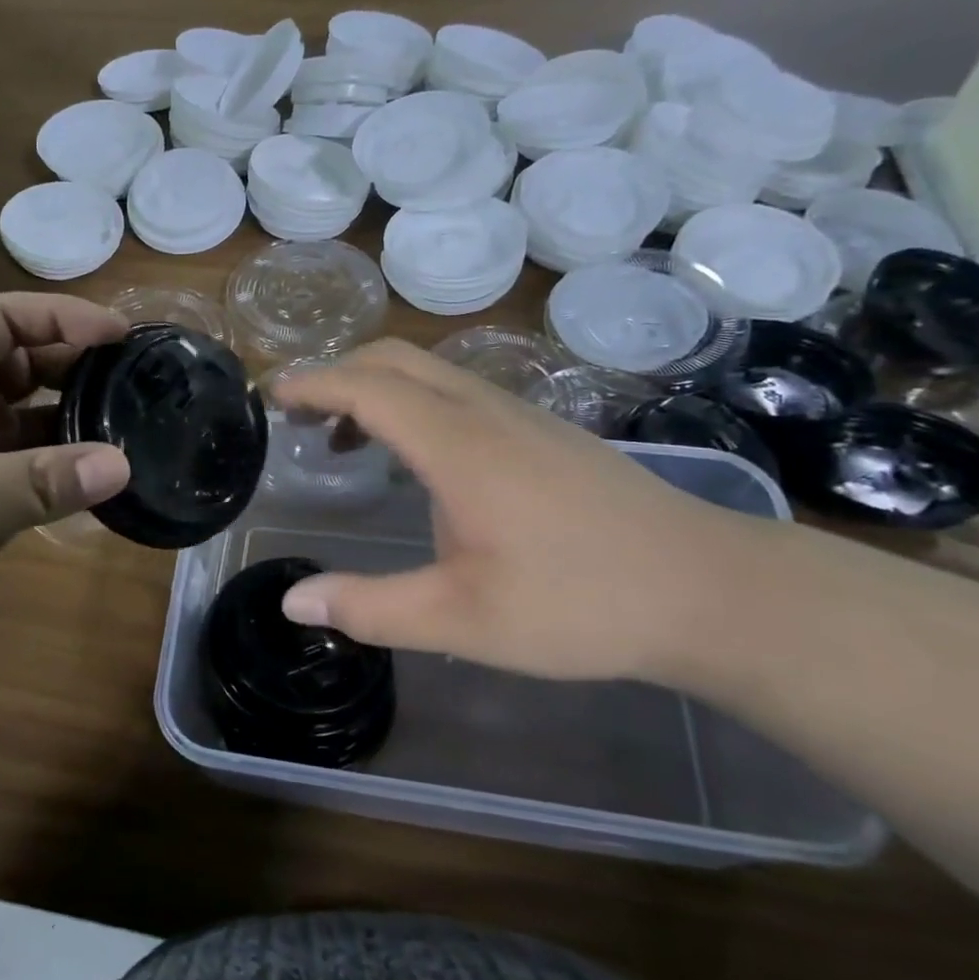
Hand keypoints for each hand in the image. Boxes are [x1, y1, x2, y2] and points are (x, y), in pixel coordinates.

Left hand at [0, 294, 130, 677]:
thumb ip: (46, 480)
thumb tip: (125, 465)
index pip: (1, 320)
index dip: (61, 316)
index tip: (122, 334)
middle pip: (19, 363)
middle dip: (75, 365)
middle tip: (138, 381)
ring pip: (26, 419)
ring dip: (72, 421)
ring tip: (132, 427)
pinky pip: (25, 469)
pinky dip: (60, 470)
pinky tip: (100, 482)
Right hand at [271, 339, 775, 683]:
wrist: (708, 589)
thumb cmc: (580, 604)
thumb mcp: (462, 619)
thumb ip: (371, 608)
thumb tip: (293, 603)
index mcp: (458, 445)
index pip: (367, 388)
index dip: (312, 384)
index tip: (270, 396)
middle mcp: (485, 411)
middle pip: (395, 359)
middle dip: (338, 375)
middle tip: (299, 417)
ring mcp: (521, 415)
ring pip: (430, 372)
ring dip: (376, 390)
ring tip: (345, 442)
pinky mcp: (545, 430)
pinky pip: (459, 391)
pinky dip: (413, 403)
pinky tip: (417, 460)